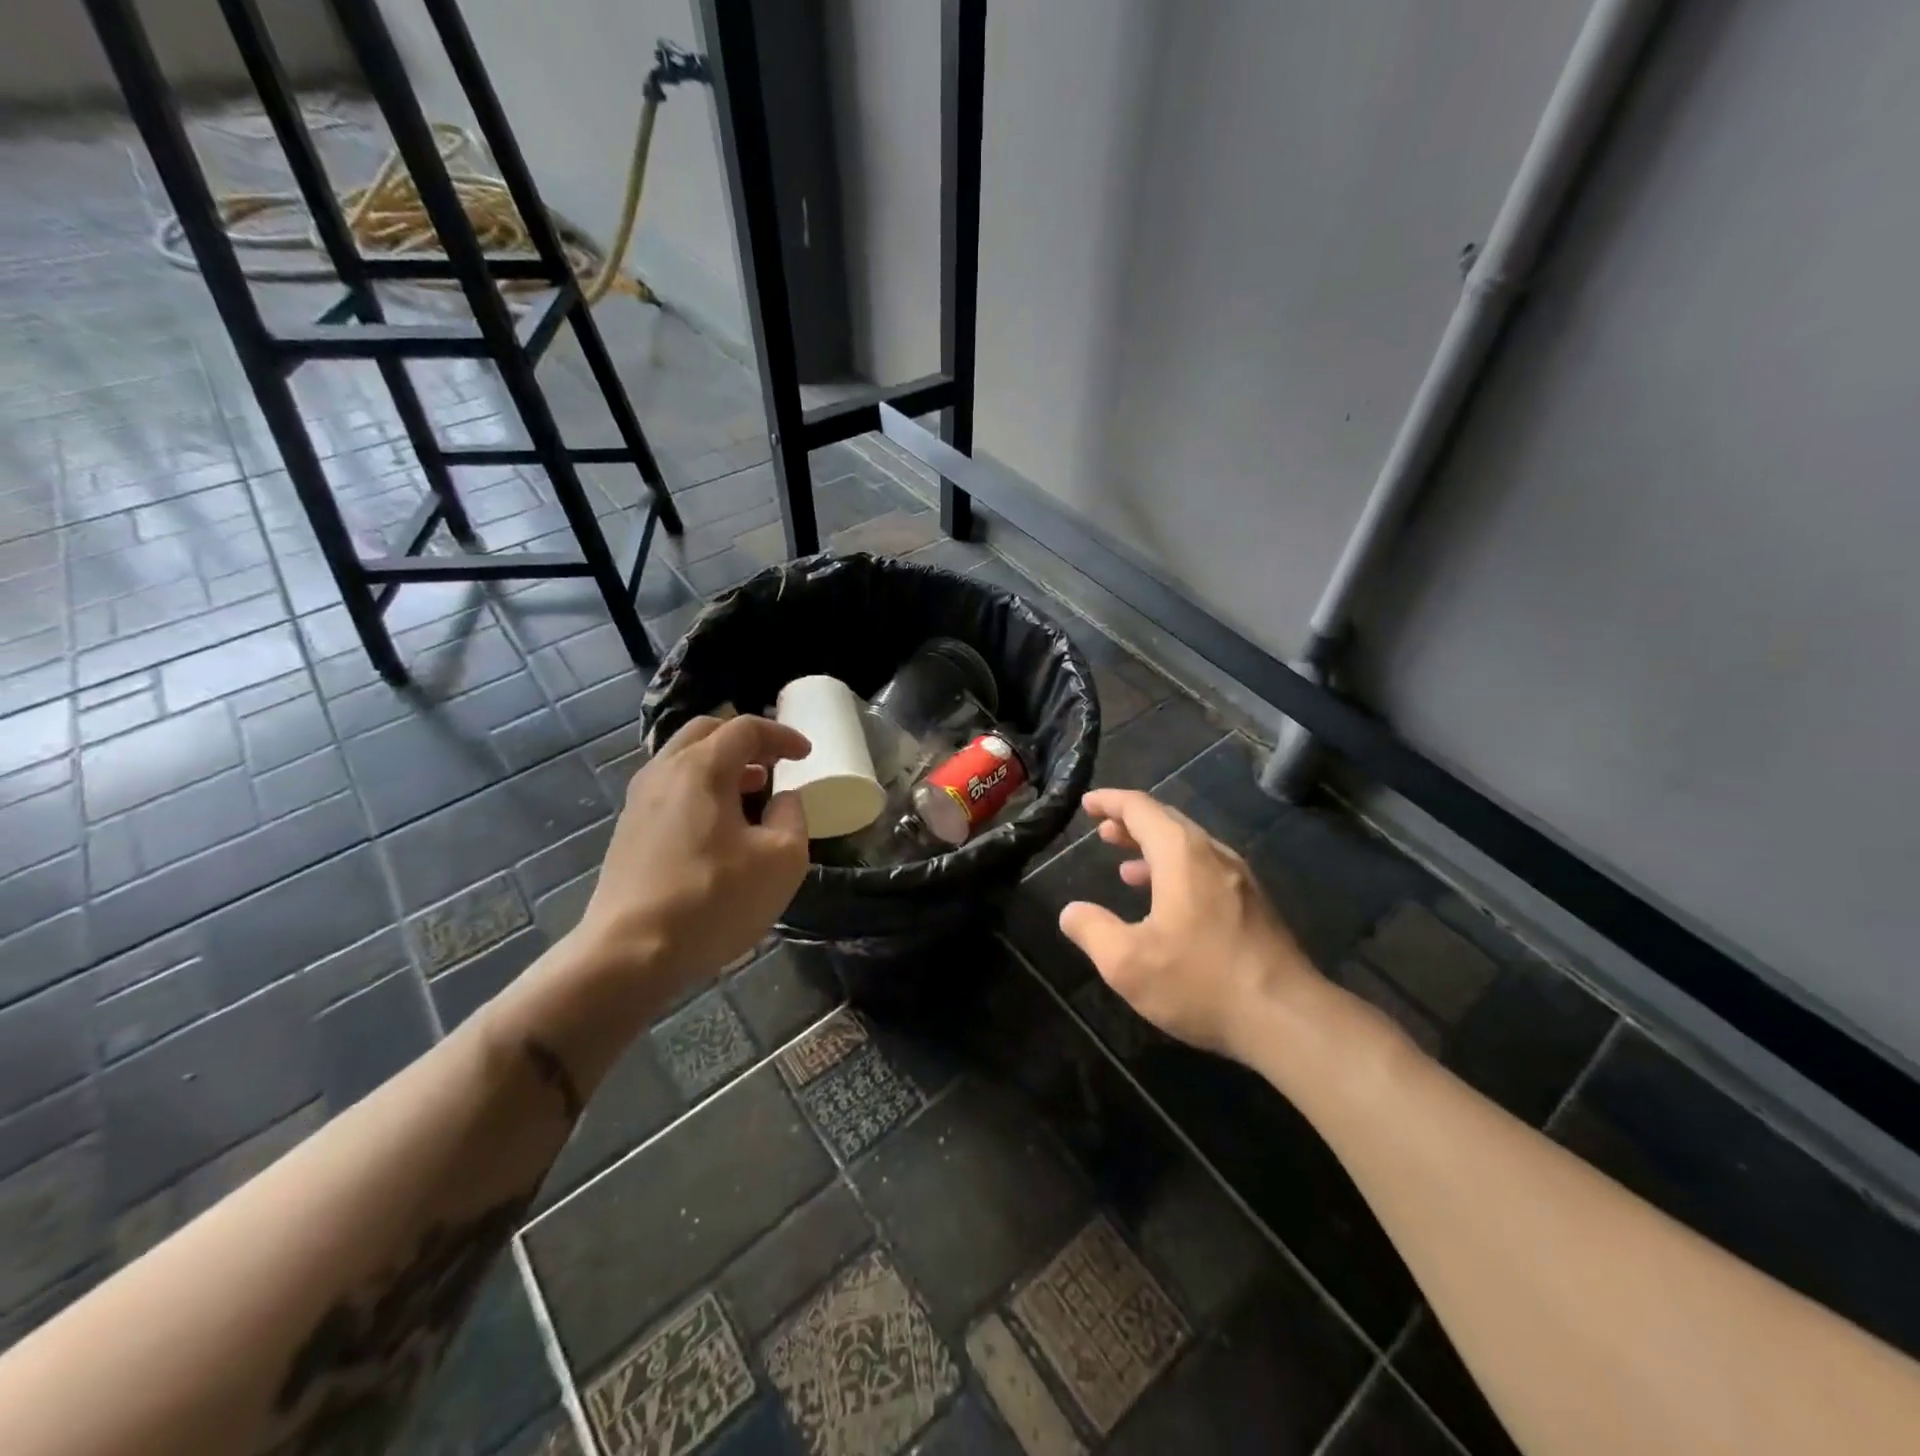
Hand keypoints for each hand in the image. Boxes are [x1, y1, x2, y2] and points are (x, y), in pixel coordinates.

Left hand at [574, 715, 811, 993]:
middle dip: (746, 740)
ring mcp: (639, 802)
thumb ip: (792, 816)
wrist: (629, 955)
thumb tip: (782, 798)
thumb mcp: (781, 860)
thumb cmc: (713, 901)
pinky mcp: (628, 831)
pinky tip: (718, 826)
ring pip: (683, 760)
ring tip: (751, 792)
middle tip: (774, 762)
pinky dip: (701, 789)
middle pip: (707, 732)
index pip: (745, 728)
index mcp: (701, 768)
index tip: (807, 754)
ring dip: (722, 766)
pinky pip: (670, 789)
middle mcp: (663, 772)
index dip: (781, 735)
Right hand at [1059, 789, 1318, 1063]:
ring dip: (1154, 850)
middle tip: (1102, 831)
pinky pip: (1207, 870)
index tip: (1087, 804)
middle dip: (1131, 823)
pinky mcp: (1255, 906)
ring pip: (1190, 848)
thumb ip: (1092, 930)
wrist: (1288, 1018)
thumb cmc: (1201, 981)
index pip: (1141, 808)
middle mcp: (1214, 855)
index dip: (1110, 802)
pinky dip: (1177, 871)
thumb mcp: (1127, 963)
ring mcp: (1240, 880)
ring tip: (1125, 867)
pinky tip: (1167, 903)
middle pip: (1168, 822)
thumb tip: (1070, 912)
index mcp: (1182, 855)